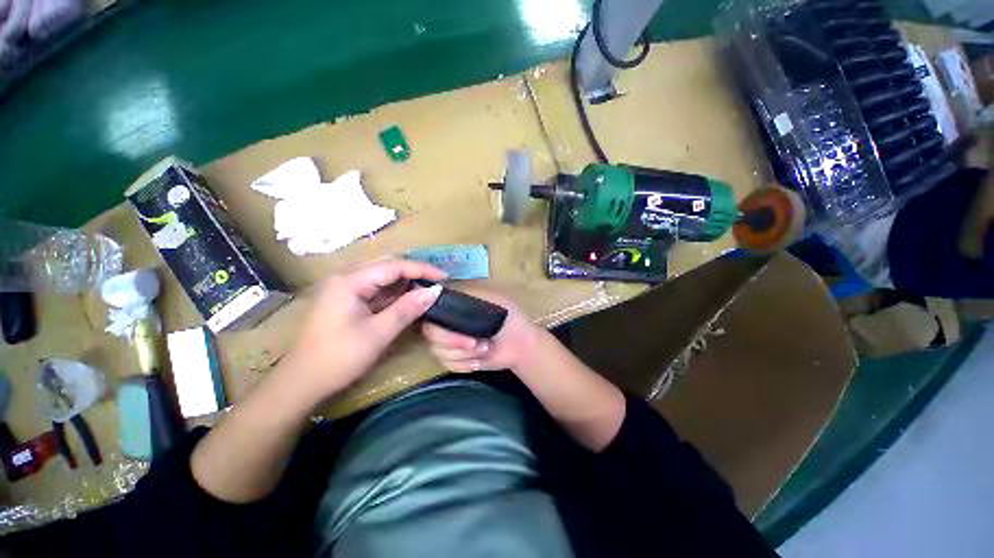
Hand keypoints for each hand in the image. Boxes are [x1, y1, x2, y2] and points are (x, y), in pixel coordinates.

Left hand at [279, 259, 446, 399]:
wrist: (302, 382)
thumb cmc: (339, 358)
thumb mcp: (378, 333)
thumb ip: (407, 308)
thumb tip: (435, 291)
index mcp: (350, 281)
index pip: (394, 266)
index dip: (422, 270)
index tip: (444, 278)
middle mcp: (346, 277)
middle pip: (387, 264)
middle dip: (414, 271)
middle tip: (437, 282)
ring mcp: (345, 288)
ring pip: (381, 275)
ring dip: (405, 280)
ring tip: (427, 288)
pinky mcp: (347, 299)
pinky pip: (376, 288)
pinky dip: (394, 291)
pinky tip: (408, 297)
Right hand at [422, 289, 542, 372]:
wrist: (522, 343)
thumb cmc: (509, 317)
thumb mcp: (493, 298)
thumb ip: (469, 295)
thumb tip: (443, 292)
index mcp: (454, 304)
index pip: (431, 308)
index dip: (438, 319)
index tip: (455, 326)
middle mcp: (447, 321)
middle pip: (430, 333)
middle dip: (454, 341)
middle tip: (476, 343)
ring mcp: (449, 342)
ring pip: (437, 351)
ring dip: (464, 354)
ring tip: (485, 348)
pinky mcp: (455, 359)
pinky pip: (448, 365)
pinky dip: (464, 365)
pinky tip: (479, 360)